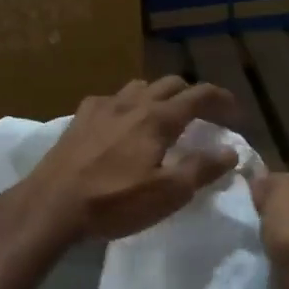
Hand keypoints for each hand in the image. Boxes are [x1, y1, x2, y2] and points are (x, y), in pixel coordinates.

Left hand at [20, 77, 240, 243]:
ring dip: (160, 96)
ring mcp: (102, 106)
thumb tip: (231, 151)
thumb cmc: (114, 201)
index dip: (222, 100)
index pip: (200, 95)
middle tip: (204, 117)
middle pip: (171, 84)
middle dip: (193, 96)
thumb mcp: (167, 193)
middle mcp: (133, 102)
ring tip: (164, 118)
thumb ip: (202, 169)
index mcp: (158, 118)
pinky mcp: (80, 117)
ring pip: (140, 86)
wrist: (51, 204)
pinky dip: (128, 105)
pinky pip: (111, 99)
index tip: (236, 113)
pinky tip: (122, 124)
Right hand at [250, 172, 288, 288]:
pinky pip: (286, 261)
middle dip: (268, 217)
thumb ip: (266, 182)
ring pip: (286, 236)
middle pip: (287, 208)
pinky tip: (258, 266)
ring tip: (245, 248)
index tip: (241, 202)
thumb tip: (259, 184)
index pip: (285, 180)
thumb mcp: (275, 188)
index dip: (263, 190)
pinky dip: (274, 264)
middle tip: (239, 225)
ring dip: (270, 242)